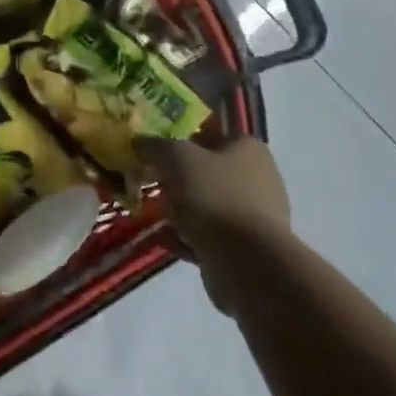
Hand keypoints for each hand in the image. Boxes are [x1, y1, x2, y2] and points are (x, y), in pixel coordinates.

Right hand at [137, 135, 290, 309]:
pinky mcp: (244, 248)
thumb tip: (139, 142)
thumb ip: (156, 146)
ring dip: (178, 209)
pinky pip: (207, 235)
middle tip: (148, 179)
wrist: (247, 263)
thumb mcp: (178, 158)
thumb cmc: (215, 196)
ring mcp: (252, 215)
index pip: (211, 132)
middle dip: (176, 176)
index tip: (154, 146)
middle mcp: (256, 177)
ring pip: (206, 204)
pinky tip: (161, 239)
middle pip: (207, 170)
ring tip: (149, 211)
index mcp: (248, 148)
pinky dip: (185, 236)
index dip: (181, 135)